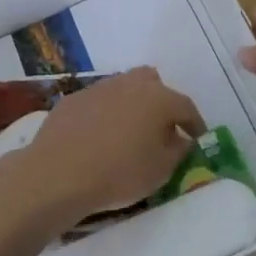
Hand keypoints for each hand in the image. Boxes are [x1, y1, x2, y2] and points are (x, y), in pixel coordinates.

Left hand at [1, 68, 204, 225]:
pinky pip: (99, 101)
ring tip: (129, 133)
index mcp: (158, 98)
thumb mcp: (160, 171)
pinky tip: (99, 136)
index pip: (185, 106)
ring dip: (132, 106)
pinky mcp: (75, 97)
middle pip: (153, 85)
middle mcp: (131, 83)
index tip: (197, 138)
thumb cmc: (119, 172)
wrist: (59, 171)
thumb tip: (181, 139)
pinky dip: (105, 114)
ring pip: (124, 89)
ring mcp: (100, 87)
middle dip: (161, 103)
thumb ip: (178, 151)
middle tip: (160, 129)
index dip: (194, 124)